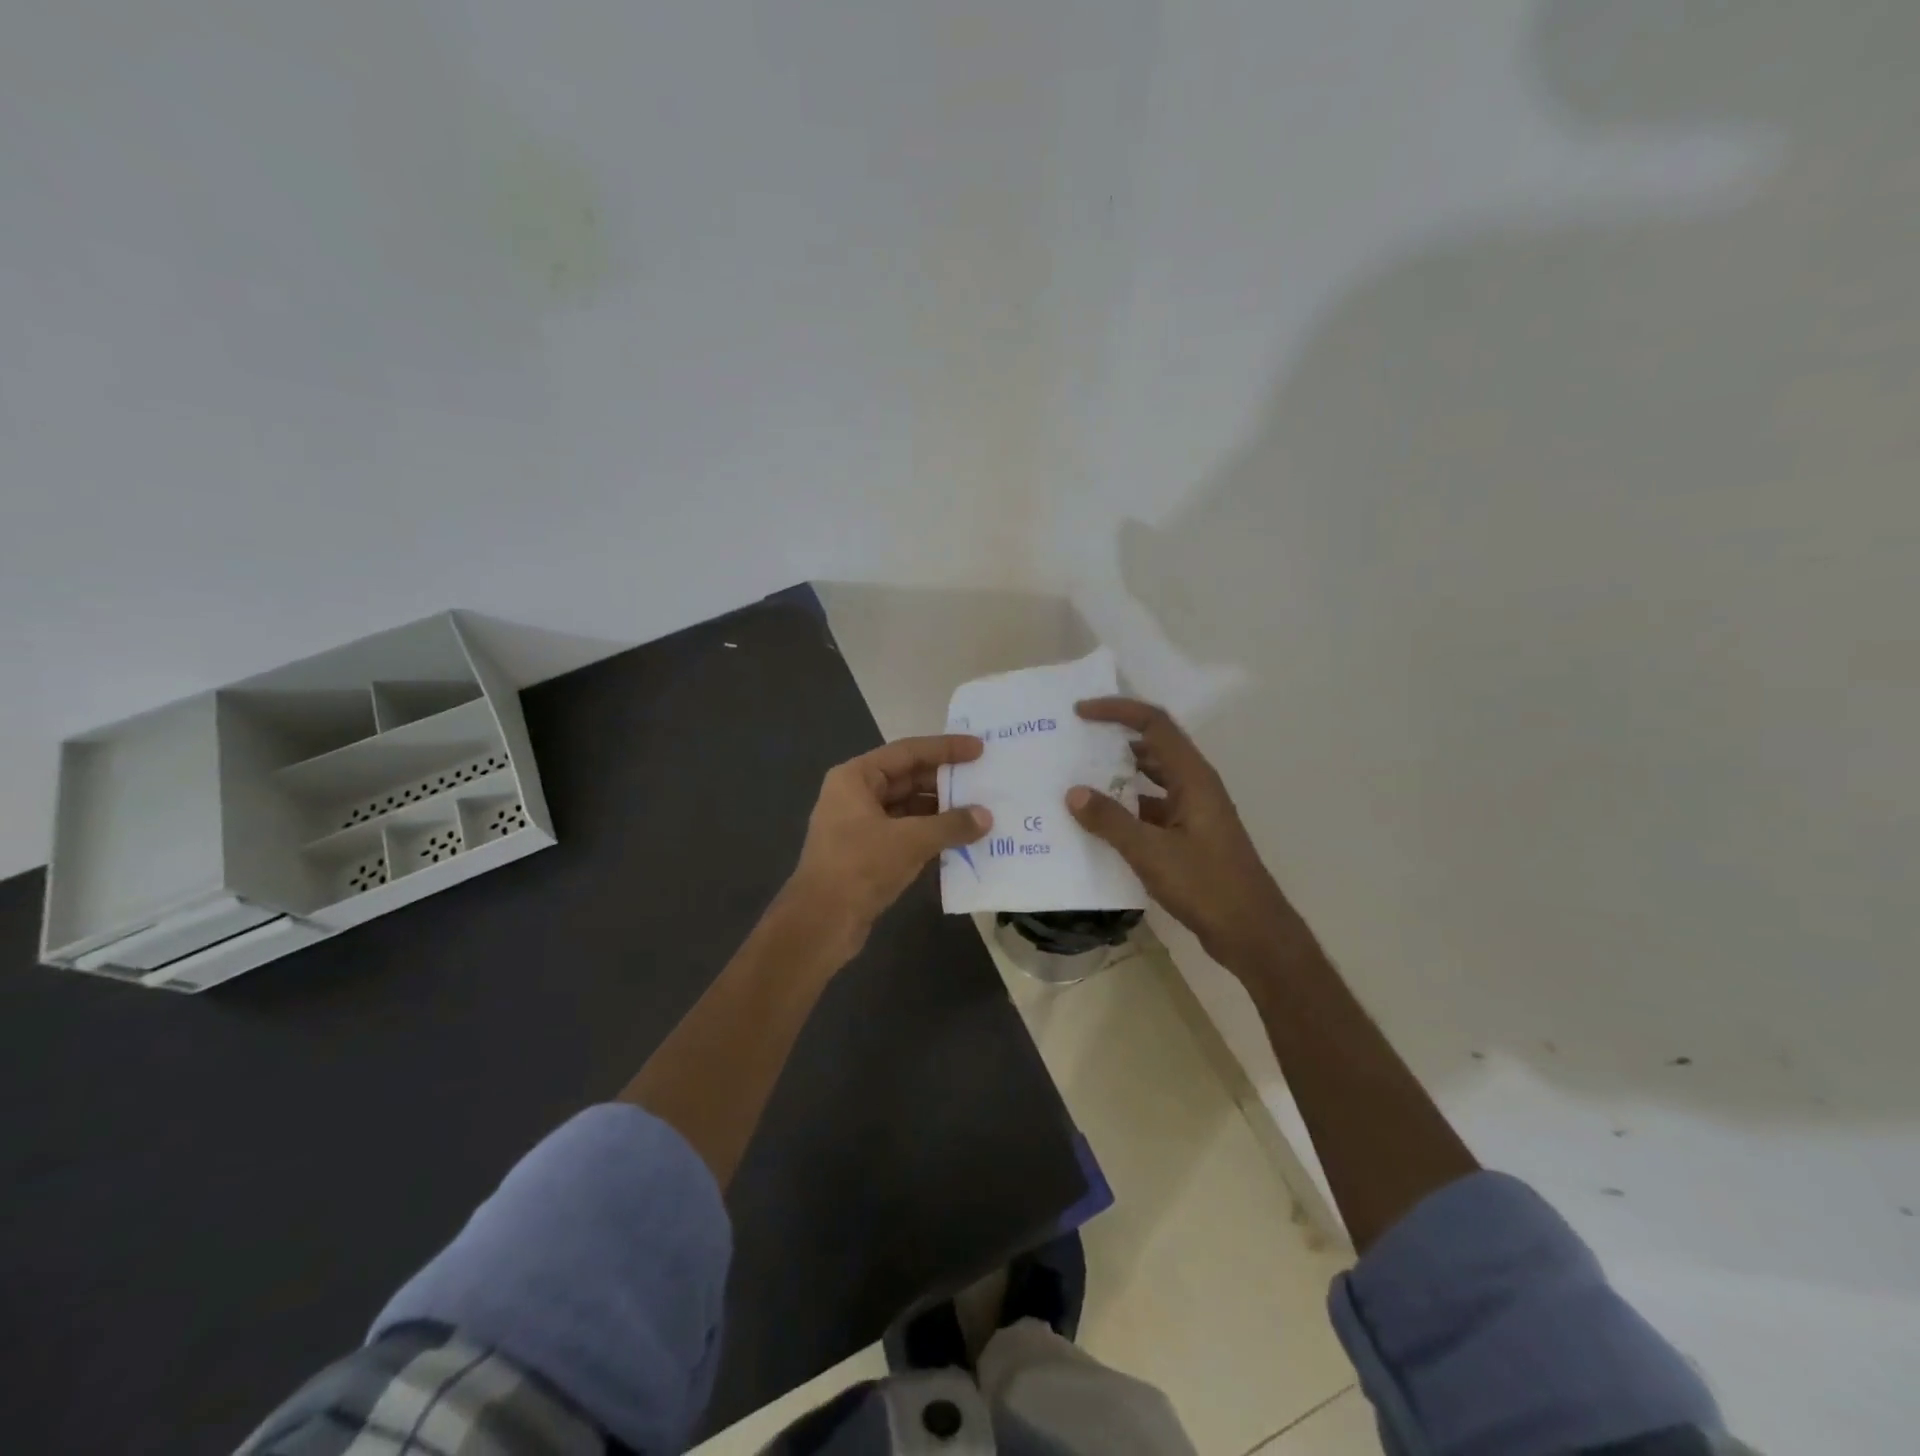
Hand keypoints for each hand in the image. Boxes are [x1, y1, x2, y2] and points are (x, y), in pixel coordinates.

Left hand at [782, 734, 991, 959]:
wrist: (820, 923)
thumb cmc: (860, 867)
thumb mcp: (910, 841)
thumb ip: (951, 825)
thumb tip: (986, 817)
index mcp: (856, 778)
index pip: (908, 752)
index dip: (945, 749)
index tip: (979, 749)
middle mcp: (856, 795)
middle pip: (908, 778)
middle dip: (945, 781)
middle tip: (984, 781)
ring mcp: (860, 825)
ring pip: (909, 808)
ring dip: (941, 811)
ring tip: (979, 811)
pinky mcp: (868, 853)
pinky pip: (906, 833)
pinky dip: (931, 834)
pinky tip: (960, 839)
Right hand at [1066, 699, 1296, 971]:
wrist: (1252, 933)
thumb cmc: (1207, 885)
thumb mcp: (1151, 852)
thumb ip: (1110, 821)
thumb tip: (1073, 793)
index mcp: (1193, 778)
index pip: (1155, 725)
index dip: (1118, 712)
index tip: (1081, 713)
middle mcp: (1195, 787)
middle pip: (1153, 748)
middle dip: (1114, 741)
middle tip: (1074, 744)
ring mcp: (1193, 813)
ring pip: (1151, 782)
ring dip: (1118, 778)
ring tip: (1077, 780)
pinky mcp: (1188, 838)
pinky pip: (1151, 811)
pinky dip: (1125, 810)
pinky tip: (1097, 824)